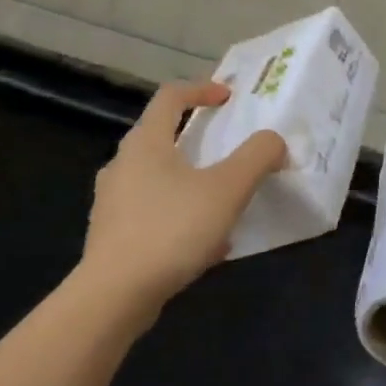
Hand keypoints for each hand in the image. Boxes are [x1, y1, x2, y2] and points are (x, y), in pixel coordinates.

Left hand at [77, 80, 285, 315]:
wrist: (114, 297)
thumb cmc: (172, 229)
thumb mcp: (228, 189)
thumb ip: (257, 156)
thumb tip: (274, 141)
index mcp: (145, 143)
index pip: (170, 96)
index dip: (202, 89)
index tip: (229, 97)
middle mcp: (122, 165)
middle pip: (161, 136)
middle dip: (198, 138)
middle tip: (228, 148)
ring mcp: (112, 202)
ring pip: (157, 178)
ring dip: (191, 180)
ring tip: (222, 201)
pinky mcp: (111, 236)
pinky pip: (153, 212)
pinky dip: (180, 214)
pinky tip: (205, 244)